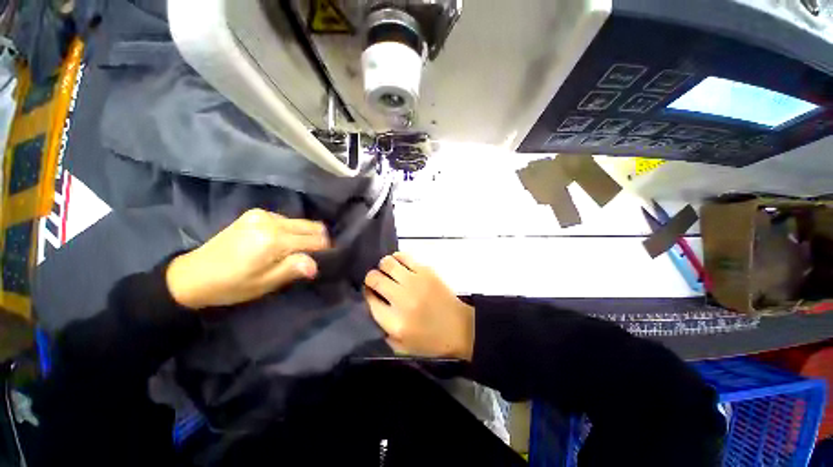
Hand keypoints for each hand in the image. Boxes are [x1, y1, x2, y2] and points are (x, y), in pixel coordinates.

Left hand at [166, 209, 329, 309]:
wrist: (192, 274)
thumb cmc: (231, 285)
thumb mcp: (264, 284)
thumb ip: (292, 269)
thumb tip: (316, 264)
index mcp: (274, 240)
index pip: (315, 240)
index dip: (325, 250)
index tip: (326, 260)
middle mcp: (271, 221)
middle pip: (311, 227)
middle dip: (319, 240)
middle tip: (314, 257)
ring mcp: (262, 214)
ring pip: (300, 222)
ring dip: (305, 235)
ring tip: (298, 251)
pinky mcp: (255, 214)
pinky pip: (286, 220)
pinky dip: (292, 231)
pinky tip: (283, 243)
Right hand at [364, 252, 473, 359]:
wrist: (460, 327)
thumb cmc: (430, 341)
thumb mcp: (401, 347)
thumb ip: (383, 329)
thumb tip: (372, 305)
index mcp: (394, 321)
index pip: (369, 299)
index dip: (367, 294)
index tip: (370, 293)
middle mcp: (401, 298)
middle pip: (374, 278)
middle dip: (371, 278)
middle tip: (377, 281)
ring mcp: (414, 281)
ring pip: (387, 263)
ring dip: (383, 266)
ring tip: (388, 272)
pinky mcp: (426, 271)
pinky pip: (404, 256)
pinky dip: (397, 258)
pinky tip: (399, 265)